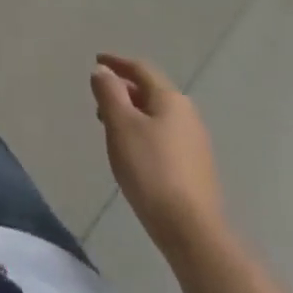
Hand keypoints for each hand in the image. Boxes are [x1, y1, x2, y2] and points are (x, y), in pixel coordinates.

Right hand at [92, 53, 225, 260]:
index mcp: (170, 99)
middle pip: (151, 91)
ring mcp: (195, 143)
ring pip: (157, 115)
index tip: (97, 60)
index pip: (141, 69)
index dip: (117, 62)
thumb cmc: (151, 170)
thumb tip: (103, 71)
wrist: (192, 231)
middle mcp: (187, 115)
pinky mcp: (196, 167)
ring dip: (132, 113)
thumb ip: (109, 93)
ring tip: (110, 127)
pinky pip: (164, 136)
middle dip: (124, 90)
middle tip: (99, 99)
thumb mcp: (121, 125)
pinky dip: (144, 132)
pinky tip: (132, 152)